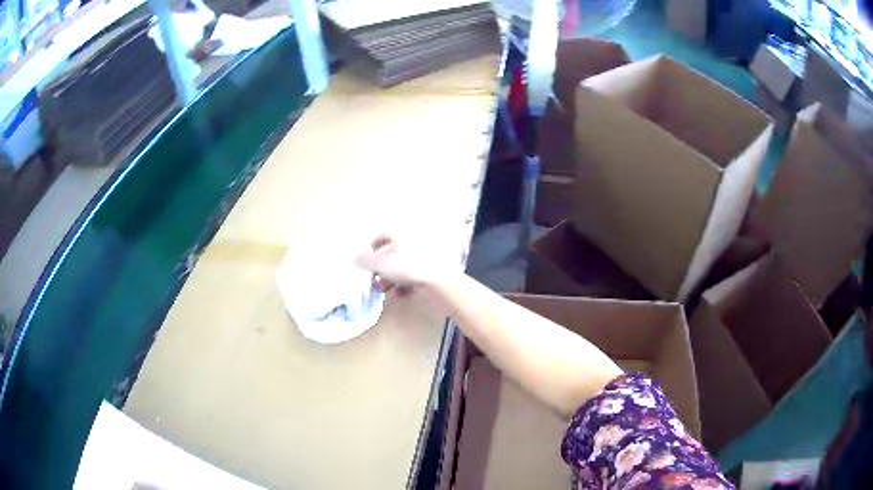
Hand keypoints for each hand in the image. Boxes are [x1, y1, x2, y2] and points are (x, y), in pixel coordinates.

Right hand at [354, 235, 441, 293]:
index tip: (366, 260)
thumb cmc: (407, 267)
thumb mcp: (381, 264)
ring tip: (385, 290)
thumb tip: (355, 258)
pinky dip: (405, 285)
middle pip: (392, 253)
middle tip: (375, 279)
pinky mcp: (433, 270)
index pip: (382, 235)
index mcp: (401, 233)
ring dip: (391, 279)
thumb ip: (365, 261)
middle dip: (381, 268)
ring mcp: (425, 256)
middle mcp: (414, 241)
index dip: (371, 247)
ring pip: (402, 267)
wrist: (440, 281)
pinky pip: (414, 276)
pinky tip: (400, 294)